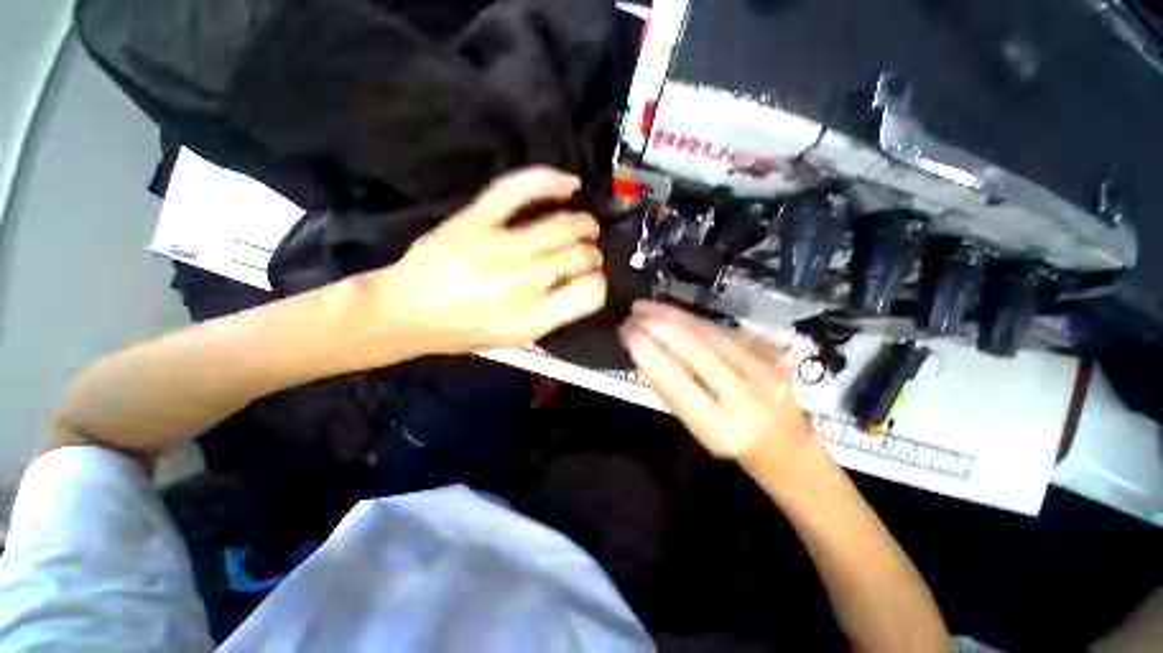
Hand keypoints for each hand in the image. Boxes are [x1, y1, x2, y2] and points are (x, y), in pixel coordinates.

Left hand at [368, 166, 606, 354]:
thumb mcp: (515, 338)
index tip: (592, 281)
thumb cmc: (465, 331)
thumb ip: (554, 314)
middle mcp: (523, 282)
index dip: (598, 284)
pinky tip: (569, 185)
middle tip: (588, 255)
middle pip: (581, 256)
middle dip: (592, 255)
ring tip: (586, 228)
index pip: (590, 293)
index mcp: (532, 318)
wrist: (406, 311)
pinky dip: (550, 181)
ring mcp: (500, 246)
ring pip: (563, 226)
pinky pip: (521, 190)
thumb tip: (584, 284)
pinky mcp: (477, 220)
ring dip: (583, 225)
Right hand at [619, 301, 817, 464]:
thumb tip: (644, 351)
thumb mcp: (694, 426)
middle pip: (696, 349)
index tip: (626, 334)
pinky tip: (672, 313)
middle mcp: (747, 395)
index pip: (678, 384)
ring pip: (708, 332)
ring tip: (645, 307)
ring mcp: (764, 368)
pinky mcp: (769, 349)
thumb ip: (671, 390)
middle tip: (632, 314)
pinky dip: (691, 319)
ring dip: (672, 315)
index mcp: (721, 427)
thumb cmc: (728, 437)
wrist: (784, 440)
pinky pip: (721, 329)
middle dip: (658, 326)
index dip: (649, 355)